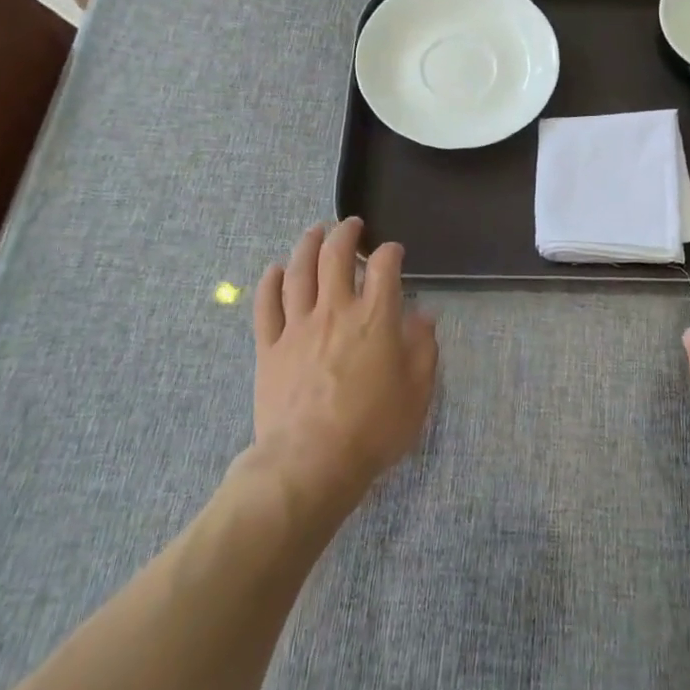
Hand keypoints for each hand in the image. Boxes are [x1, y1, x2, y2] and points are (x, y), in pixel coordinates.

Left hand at [251, 218, 437, 505]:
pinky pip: (266, 305)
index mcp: (375, 318)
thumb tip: (423, 317)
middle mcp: (335, 311)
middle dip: (346, 233)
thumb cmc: (372, 430)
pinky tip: (275, 270)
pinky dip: (270, 282)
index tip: (393, 252)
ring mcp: (297, 327)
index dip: (391, 252)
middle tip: (351, 225)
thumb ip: (423, 349)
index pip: (385, 267)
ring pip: (298, 272)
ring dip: (307, 245)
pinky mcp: (269, 347)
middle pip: (336, 256)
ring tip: (315, 231)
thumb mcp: (417, 393)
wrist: (310, 464)